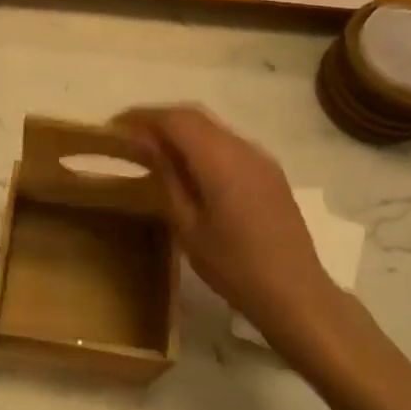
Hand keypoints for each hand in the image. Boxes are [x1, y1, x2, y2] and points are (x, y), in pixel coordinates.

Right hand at [114, 106, 346, 345]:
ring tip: (151, 149)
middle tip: (128, 134)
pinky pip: (228, 143)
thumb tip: (144, 144)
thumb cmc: (234, 266)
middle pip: (194, 116)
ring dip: (180, 130)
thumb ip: (167, 177)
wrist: (296, 294)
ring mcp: (260, 158)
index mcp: (221, 160)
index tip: (114, 126)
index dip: (142, 116)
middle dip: (158, 119)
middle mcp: (242, 148)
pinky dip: (200, 144)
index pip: (175, 119)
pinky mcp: (268, 172)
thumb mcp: (188, 225)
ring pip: (212, 128)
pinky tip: (187, 167)